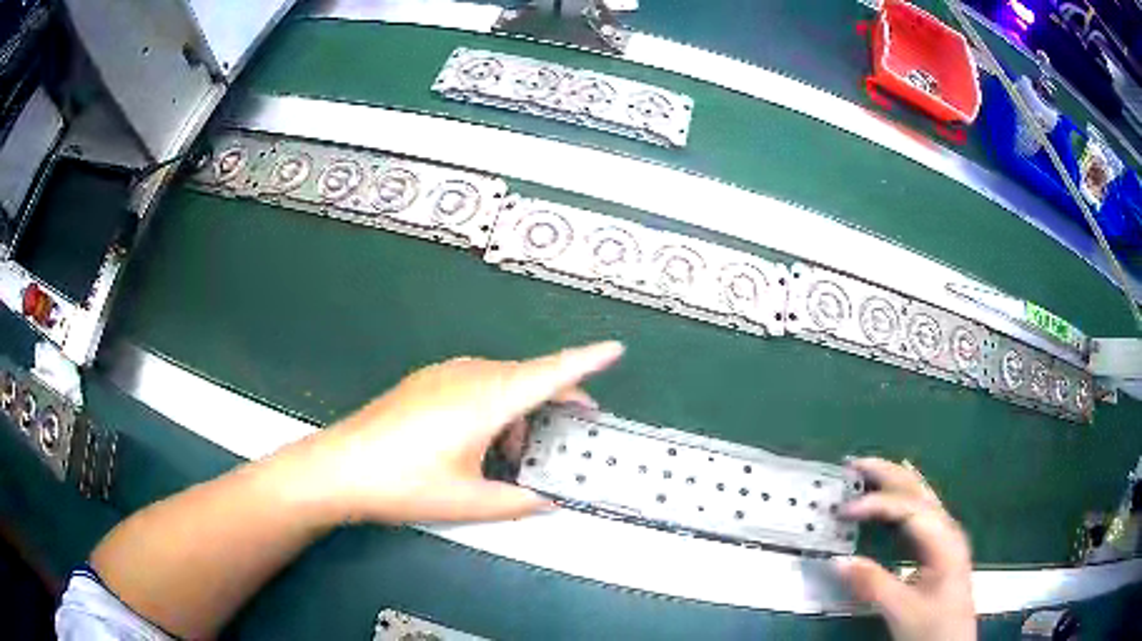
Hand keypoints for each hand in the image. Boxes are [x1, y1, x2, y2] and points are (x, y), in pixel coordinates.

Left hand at [286, 341, 623, 525]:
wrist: (339, 468)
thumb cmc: (405, 484)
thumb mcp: (467, 501)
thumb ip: (516, 501)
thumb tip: (547, 503)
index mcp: (486, 400)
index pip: (549, 374)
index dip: (587, 362)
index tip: (616, 349)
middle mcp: (468, 376)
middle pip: (528, 375)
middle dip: (557, 396)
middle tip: (577, 420)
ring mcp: (442, 374)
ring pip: (500, 380)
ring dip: (520, 407)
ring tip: (514, 451)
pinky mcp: (424, 381)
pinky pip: (475, 383)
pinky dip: (493, 404)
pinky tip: (479, 438)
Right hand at [835, 458, 975, 640]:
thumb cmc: (933, 627)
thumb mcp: (902, 611)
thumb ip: (873, 585)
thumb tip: (838, 562)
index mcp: (943, 541)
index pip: (908, 508)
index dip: (876, 504)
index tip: (844, 512)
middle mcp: (947, 529)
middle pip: (918, 490)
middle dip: (887, 474)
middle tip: (854, 464)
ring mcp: (945, 536)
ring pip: (921, 495)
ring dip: (894, 480)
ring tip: (868, 470)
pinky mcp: (939, 546)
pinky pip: (920, 509)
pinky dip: (903, 494)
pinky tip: (897, 488)